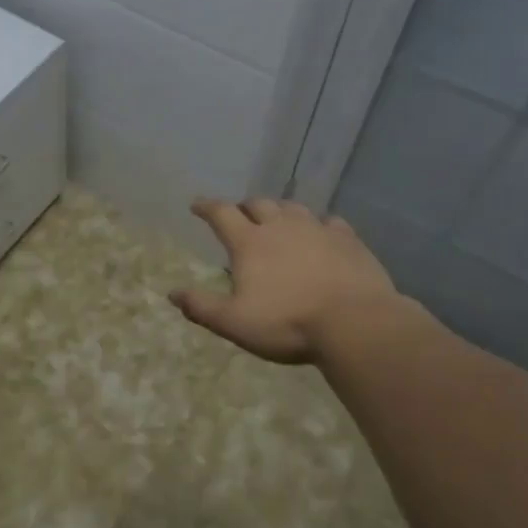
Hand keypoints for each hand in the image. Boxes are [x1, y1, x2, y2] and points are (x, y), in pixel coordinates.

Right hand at [170, 197, 414, 364]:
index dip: (207, 207)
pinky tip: (322, 233)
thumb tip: (172, 294)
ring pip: (293, 208)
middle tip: (240, 215)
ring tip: (277, 220)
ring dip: (279, 211)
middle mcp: (281, 226)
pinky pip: (330, 222)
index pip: (222, 214)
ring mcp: (317, 229)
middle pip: (258, 204)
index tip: (197, 205)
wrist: (355, 323)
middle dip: (244, 207)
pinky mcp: (348, 240)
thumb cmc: (287, 323)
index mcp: (250, 243)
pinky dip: (319, 225)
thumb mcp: (234, 322)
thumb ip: (201, 307)